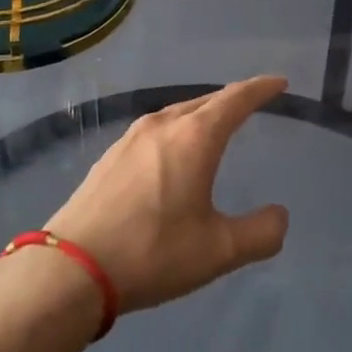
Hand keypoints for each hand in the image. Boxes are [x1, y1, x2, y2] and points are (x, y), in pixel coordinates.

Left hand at [43, 77, 290, 313]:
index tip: (279, 82)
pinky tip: (171, 151)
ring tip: (215, 124)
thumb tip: (279, 216)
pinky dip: (176, 130)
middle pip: (205, 101)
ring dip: (201, 114)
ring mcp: (130, 139)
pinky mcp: (109, 157)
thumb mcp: (219, 250)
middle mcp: (162, 126)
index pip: (235, 100)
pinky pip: (155, 130)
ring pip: (176, 114)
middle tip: (252, 102)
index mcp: (194, 137)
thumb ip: (260, 233)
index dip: (260, 89)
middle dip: (232, 99)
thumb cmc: (153, 252)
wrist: (71, 269)